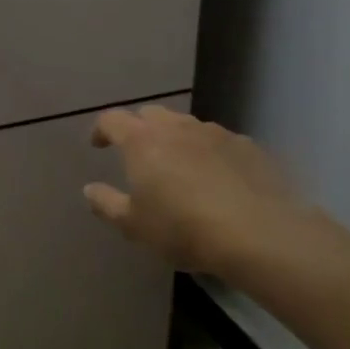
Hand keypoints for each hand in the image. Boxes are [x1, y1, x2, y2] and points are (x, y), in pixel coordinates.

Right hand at [84, 106, 315, 280]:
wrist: (260, 234)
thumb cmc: (183, 228)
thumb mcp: (133, 225)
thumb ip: (106, 203)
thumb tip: (90, 189)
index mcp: (141, 141)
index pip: (112, 120)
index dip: (101, 130)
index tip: (98, 145)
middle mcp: (176, 127)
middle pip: (150, 114)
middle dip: (138, 128)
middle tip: (136, 153)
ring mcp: (216, 134)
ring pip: (186, 125)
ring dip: (174, 137)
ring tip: (177, 165)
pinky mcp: (248, 147)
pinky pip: (218, 141)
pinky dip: (208, 152)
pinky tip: (215, 177)